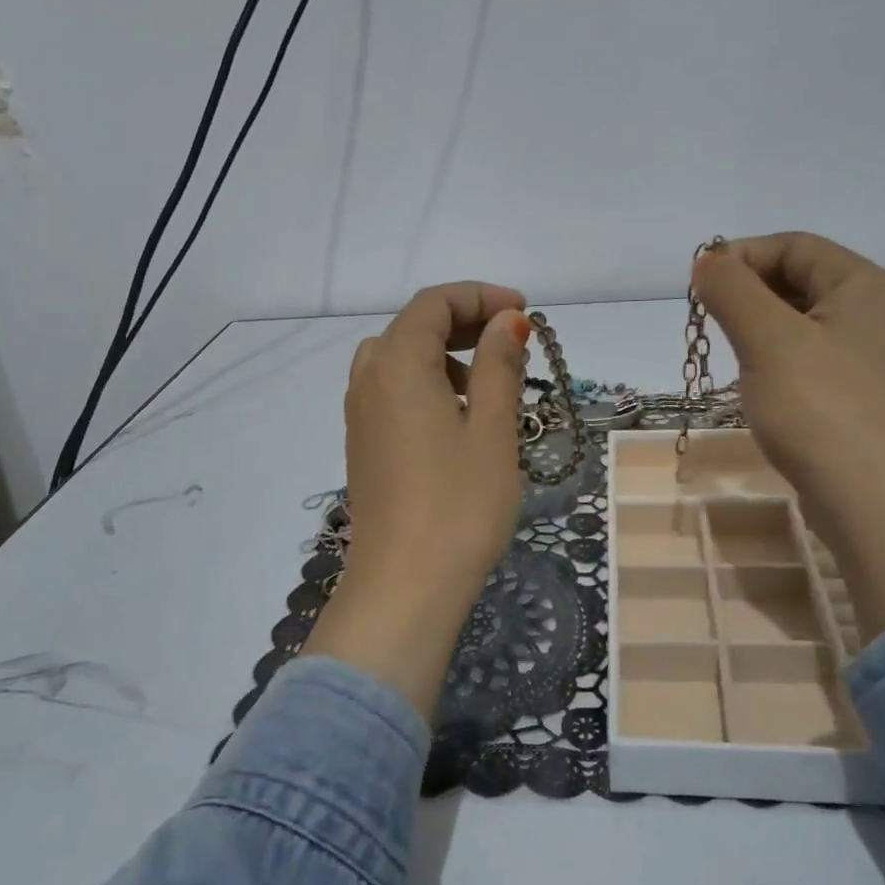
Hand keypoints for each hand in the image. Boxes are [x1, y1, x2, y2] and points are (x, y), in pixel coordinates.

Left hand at [304, 281, 532, 714]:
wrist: (404, 587)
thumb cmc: (459, 505)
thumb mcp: (492, 430)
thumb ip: (499, 366)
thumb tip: (507, 321)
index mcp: (397, 364)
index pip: (434, 303)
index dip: (480, 297)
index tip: (525, 313)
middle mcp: (368, 380)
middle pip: (413, 327)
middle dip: (464, 322)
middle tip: (512, 340)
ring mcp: (359, 416)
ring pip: (399, 359)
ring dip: (443, 354)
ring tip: (488, 382)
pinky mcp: (363, 446)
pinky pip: (391, 392)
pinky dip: (425, 383)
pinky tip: (457, 418)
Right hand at [693, 233, 884, 639]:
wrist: (875, 502)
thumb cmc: (821, 409)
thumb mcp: (768, 339)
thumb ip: (732, 291)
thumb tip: (706, 261)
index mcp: (859, 284)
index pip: (792, 245)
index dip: (741, 256)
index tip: (698, 288)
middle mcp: (866, 312)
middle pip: (794, 279)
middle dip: (745, 293)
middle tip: (707, 323)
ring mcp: (860, 357)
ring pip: (793, 322)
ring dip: (752, 329)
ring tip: (726, 354)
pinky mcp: (847, 395)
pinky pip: (800, 358)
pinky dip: (768, 360)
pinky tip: (750, 386)